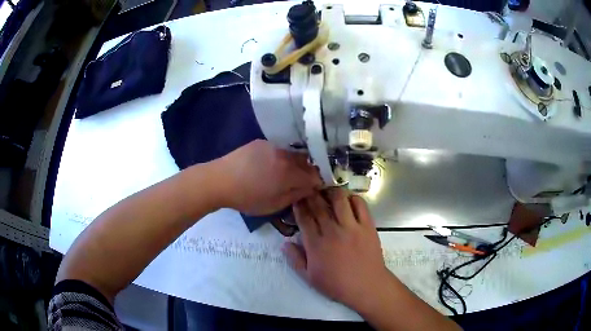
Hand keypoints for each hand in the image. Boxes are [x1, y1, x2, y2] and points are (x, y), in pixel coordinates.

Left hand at [218, 140, 321, 214]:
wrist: (219, 180)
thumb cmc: (246, 198)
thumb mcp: (273, 204)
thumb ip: (295, 195)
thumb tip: (310, 188)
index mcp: (289, 173)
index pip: (314, 175)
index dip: (317, 182)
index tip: (314, 188)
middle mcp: (285, 155)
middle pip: (306, 161)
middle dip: (308, 171)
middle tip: (300, 182)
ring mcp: (273, 146)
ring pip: (293, 154)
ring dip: (295, 163)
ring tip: (285, 173)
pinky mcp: (262, 142)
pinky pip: (279, 149)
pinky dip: (281, 157)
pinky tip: (270, 165)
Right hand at [282, 188, 390, 310]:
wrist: (366, 286)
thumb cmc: (337, 284)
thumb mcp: (310, 277)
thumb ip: (296, 260)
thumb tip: (284, 243)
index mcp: (316, 244)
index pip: (304, 218)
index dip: (299, 206)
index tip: (297, 199)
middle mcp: (332, 231)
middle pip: (319, 206)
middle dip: (311, 195)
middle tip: (309, 189)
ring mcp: (351, 227)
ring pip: (339, 200)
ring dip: (331, 192)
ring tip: (327, 190)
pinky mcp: (367, 226)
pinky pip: (360, 205)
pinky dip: (353, 197)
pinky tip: (348, 198)